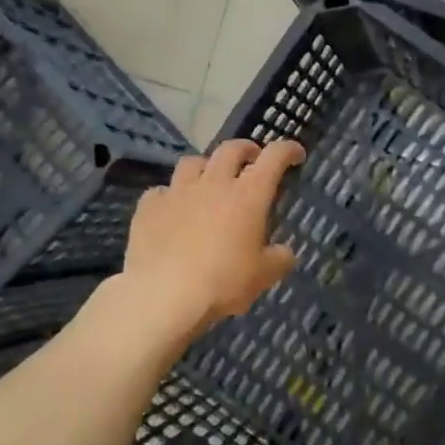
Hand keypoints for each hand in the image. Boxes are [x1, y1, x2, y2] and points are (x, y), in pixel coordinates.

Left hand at [121, 138, 304, 338]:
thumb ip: (279, 259)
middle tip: (252, 159)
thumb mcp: (264, 276)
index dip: (288, 150)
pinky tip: (172, 210)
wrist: (163, 295)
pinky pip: (161, 191)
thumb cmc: (223, 282)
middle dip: (246, 149)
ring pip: (192, 162)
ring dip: (206, 166)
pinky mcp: (149, 207)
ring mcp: (177, 192)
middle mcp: (213, 184)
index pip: (274, 157)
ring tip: (209, 180)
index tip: (295, 154)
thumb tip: (284, 252)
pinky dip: (171, 195)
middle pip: (231, 149)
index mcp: (248, 196)